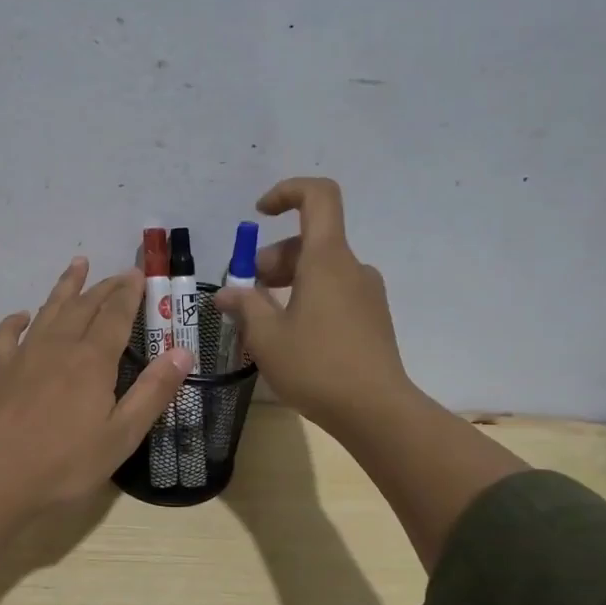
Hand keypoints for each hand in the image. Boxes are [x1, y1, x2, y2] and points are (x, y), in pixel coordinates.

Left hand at [0, 257, 194, 511]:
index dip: (129, 293)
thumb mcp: (121, 436)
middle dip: (104, 287)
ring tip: (78, 264)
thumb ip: (152, 392)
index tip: (138, 274)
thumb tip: (183, 352)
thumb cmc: (63, 464)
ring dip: (66, 286)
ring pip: (49, 309)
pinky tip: (23, 316)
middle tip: (119, 273)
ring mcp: (24, 354)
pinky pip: (7, 333)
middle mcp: (59, 346)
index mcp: (93, 360)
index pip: (116, 315)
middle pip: (85, 306)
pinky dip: (17, 319)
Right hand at [212, 178, 412, 437]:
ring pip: (320, 271)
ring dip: (286, 284)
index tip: (259, 215)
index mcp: (327, 259)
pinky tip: (290, 337)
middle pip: (309, 242)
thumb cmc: (317, 367)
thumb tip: (227, 294)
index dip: (287, 192)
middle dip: (271, 260)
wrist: (377, 412)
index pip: (318, 196)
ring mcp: (366, 294)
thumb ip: (245, 306)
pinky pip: (334, 294)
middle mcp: (352, 268)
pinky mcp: (372, 319)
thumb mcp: (267, 337)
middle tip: (246, 295)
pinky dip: (306, 300)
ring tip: (261, 322)